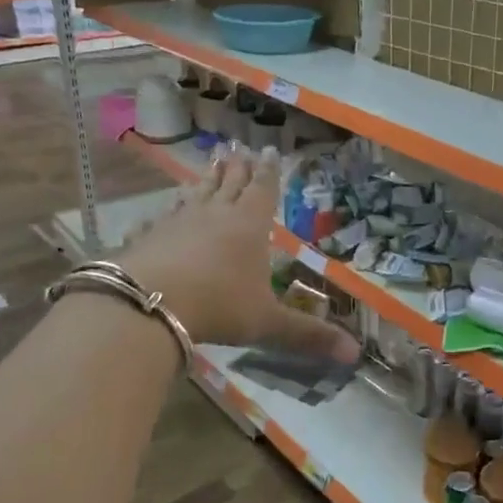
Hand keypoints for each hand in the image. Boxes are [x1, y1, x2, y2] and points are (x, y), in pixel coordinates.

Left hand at [114, 148, 359, 361]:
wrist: (148, 303)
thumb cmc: (218, 306)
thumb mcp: (267, 323)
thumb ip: (307, 335)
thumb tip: (354, 353)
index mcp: (249, 226)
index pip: (262, 190)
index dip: (268, 172)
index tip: (269, 151)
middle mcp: (215, 215)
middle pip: (229, 184)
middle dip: (238, 167)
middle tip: (239, 148)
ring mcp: (178, 222)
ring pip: (196, 194)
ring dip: (205, 180)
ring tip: (210, 166)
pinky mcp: (149, 236)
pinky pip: (161, 217)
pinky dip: (167, 211)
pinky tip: (161, 212)